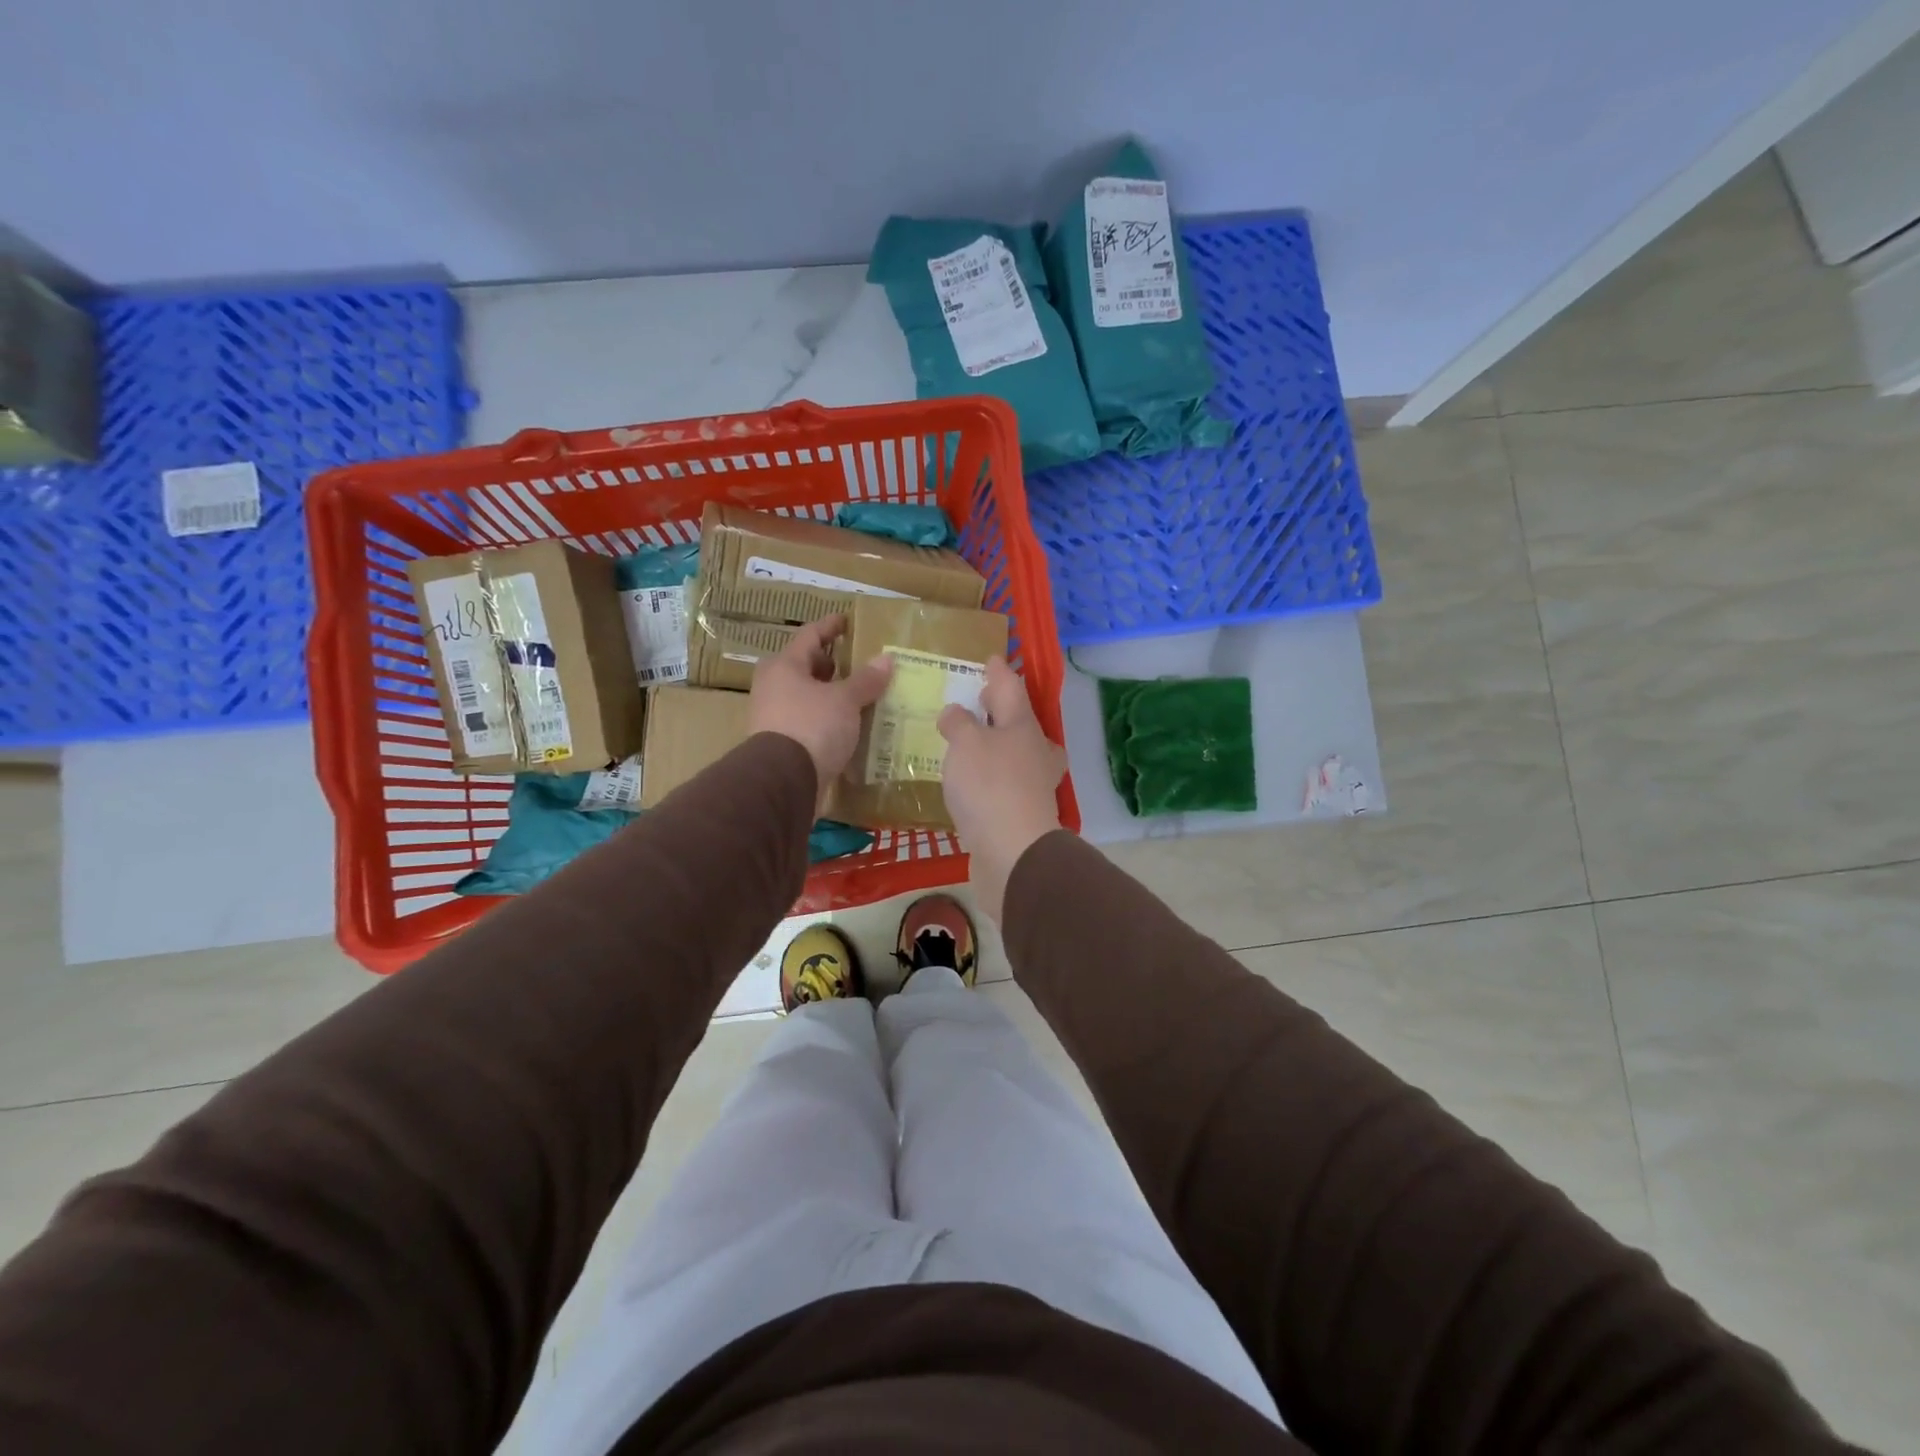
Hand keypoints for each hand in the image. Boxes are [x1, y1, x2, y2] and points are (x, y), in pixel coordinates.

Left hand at [749, 615, 892, 807]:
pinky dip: (827, 719)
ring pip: (807, 696)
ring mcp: (774, 717)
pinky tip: (848, 725)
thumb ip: (866, 679)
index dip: (830, 626)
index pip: (810, 636)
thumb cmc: (812, 726)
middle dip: (830, 665)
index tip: (846, 621)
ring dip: (830, 695)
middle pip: (805, 667)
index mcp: (784, 666)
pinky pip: (809, 722)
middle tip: (857, 663)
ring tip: (859, 696)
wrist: (784, 781)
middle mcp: (773, 687)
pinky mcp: (782, 744)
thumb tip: (886, 659)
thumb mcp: (845, 700)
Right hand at [937, 655, 1064, 923]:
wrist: (1013, 852)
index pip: (1011, 688)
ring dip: (996, 745)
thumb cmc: (989, 786)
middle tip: (982, 700)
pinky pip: (1005, 784)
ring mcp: (1033, 785)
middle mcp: (1035, 752)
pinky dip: (990, 776)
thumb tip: (956, 712)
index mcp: (1023, 726)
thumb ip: (959, 723)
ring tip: (970, 743)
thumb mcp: (966, 743)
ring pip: (1016, 754)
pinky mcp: (1022, 814)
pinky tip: (972, 782)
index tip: (992, 658)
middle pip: (1020, 722)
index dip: (999, 672)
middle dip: (1001, 710)